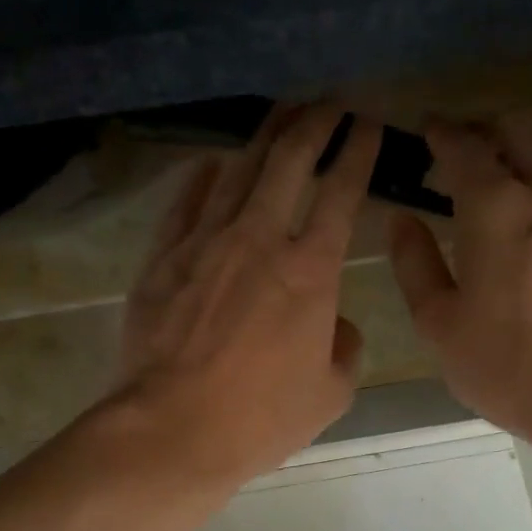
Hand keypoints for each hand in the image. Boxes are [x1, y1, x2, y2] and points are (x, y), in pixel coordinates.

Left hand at [112, 104, 382, 486]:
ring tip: (281, 110)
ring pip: (238, 170)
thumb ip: (345, 348)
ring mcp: (205, 243)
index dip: (358, 152)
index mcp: (310, 271)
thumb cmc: (259, 417)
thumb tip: (335, 323)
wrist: (171, 430)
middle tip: (327, 100)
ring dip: (264, 135)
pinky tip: (213, 163)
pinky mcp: (163, 257)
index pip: (342, 192)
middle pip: (289, 161)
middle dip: (313, 122)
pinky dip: (204, 178)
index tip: (368, 123)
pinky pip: (186, 203)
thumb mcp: (329, 393)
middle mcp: (259, 240)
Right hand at [387, 118, 531, 449]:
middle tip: (457, 152)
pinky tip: (527, 225)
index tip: (425, 129)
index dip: (442, 132)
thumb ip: (415, 264)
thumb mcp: (442, 325)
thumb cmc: (512, 367)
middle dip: (485, 132)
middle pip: (519, 132)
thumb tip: (401, 219)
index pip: (466, 145)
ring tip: (489, 190)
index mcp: (499, 208)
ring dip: (518, 158)